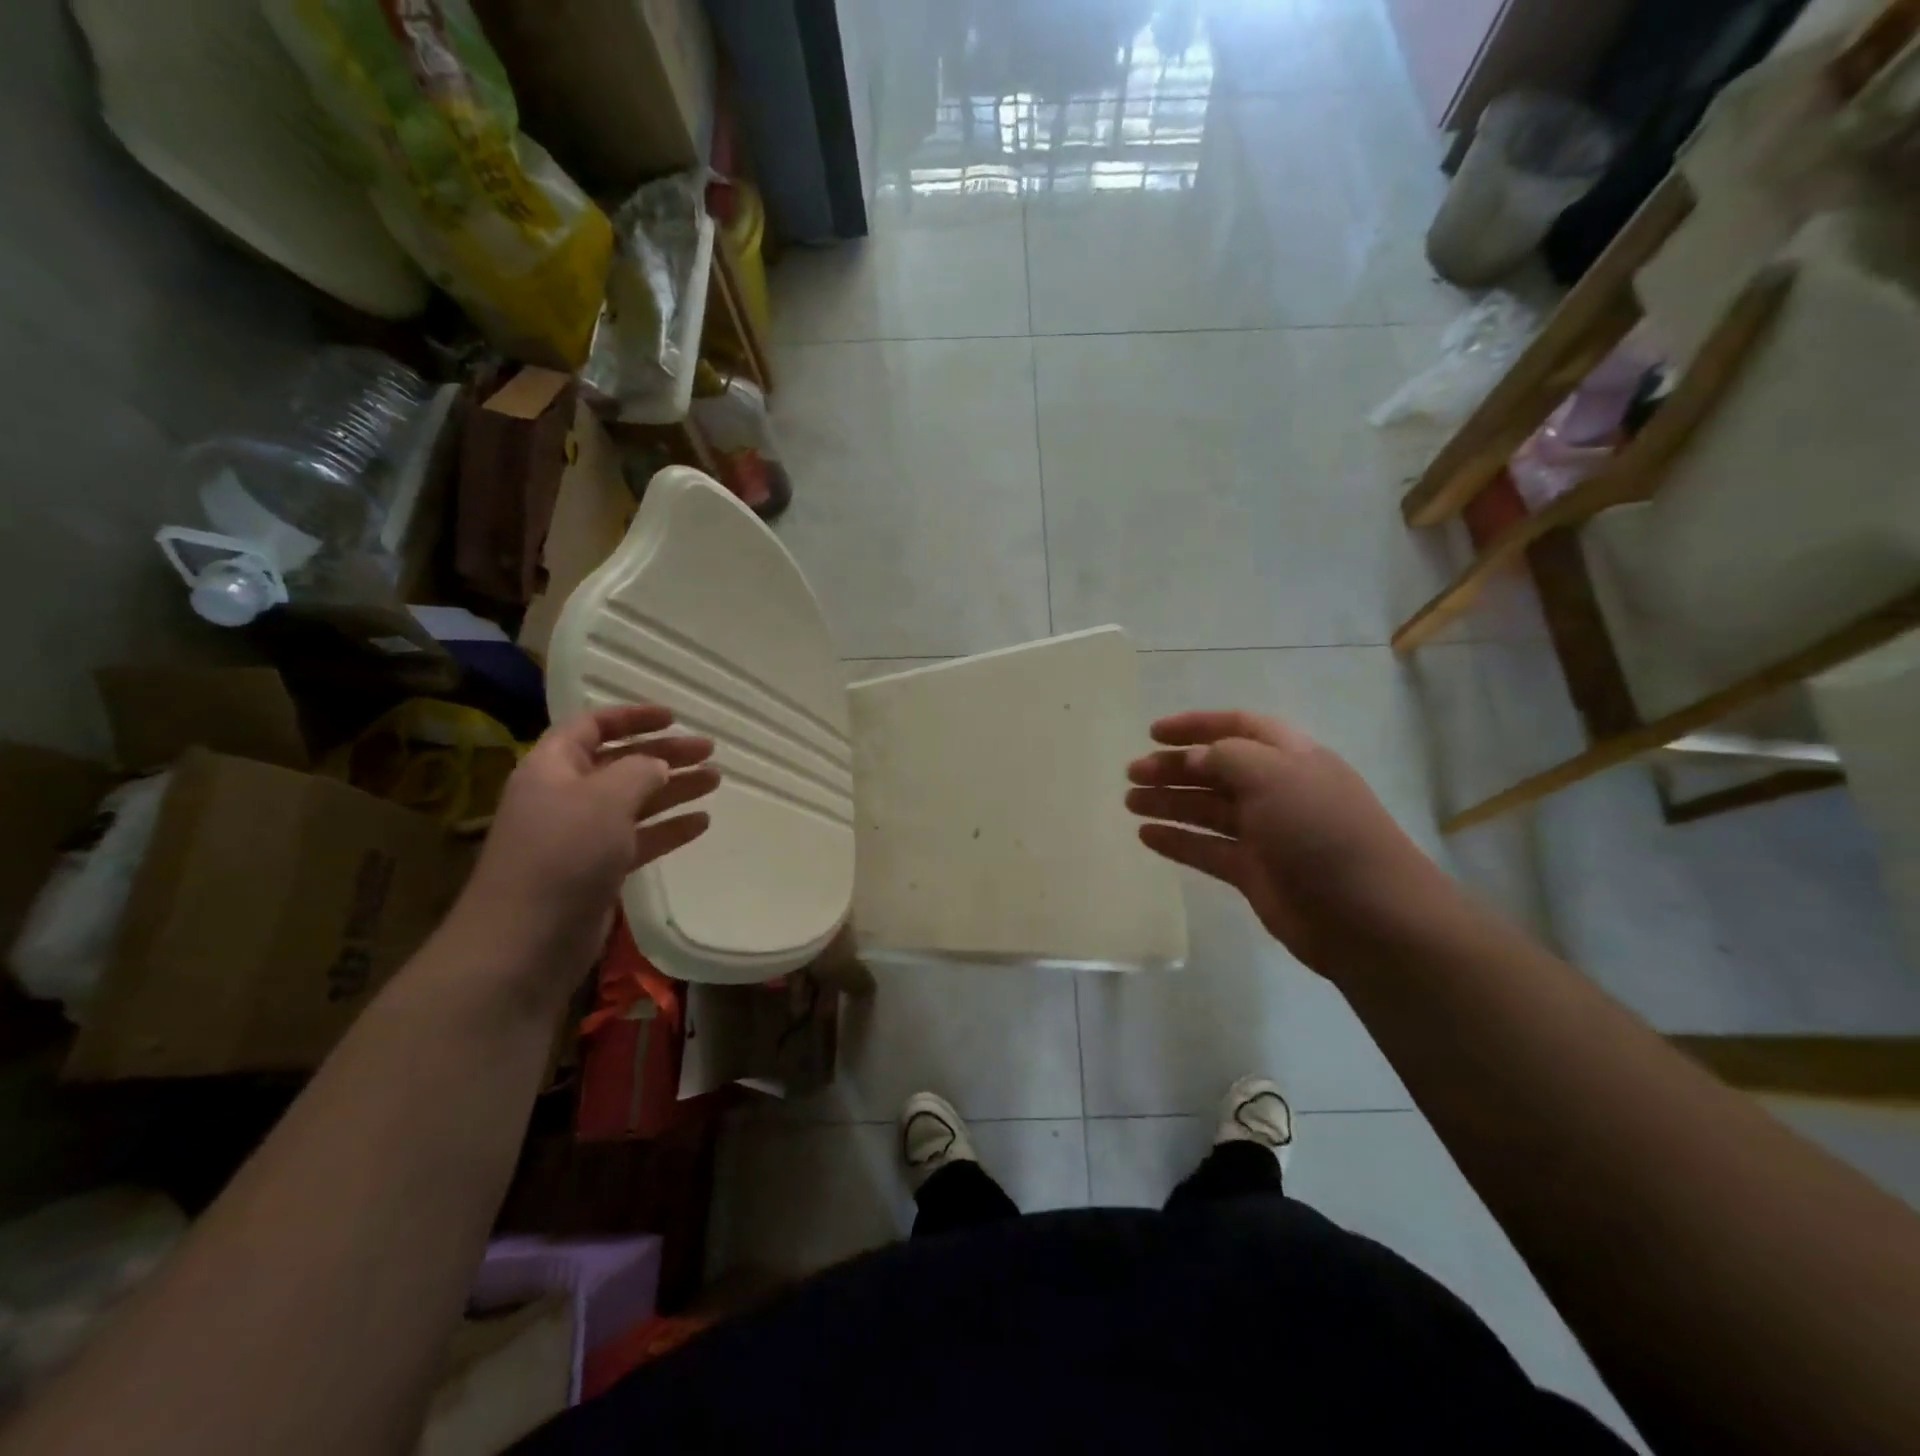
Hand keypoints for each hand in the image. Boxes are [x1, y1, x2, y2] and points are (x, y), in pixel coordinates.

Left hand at [449, 706, 719, 1000]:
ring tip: (715, 781)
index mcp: (553, 767)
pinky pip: (639, 838)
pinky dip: (668, 828)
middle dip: (665, 753)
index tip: (674, 716)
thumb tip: (658, 765)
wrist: (526, 941)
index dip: (632, 716)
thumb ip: (640, 771)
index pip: (593, 725)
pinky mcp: (597, 870)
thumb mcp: (605, 798)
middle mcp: (566, 795)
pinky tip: (701, 823)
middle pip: (621, 762)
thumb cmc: (563, 854)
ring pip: (635, 800)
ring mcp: (581, 835)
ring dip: (674, 789)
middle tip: (710, 751)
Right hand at [1126, 711, 1447, 975]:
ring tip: (1130, 802)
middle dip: (1173, 767)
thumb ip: (1226, 758)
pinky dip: (1177, 841)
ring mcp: (1265, 833)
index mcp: (1290, 757)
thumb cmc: (1321, 831)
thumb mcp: (1274, 776)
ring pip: (1207, 809)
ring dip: (1169, 802)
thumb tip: (1193, 759)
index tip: (1152, 732)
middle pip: (1215, 769)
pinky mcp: (1254, 872)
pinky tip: (1146, 836)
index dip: (1195, 725)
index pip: (1237, 727)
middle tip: (1131, 773)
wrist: (1368, 917)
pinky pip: (1206, 849)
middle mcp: (1276, 790)